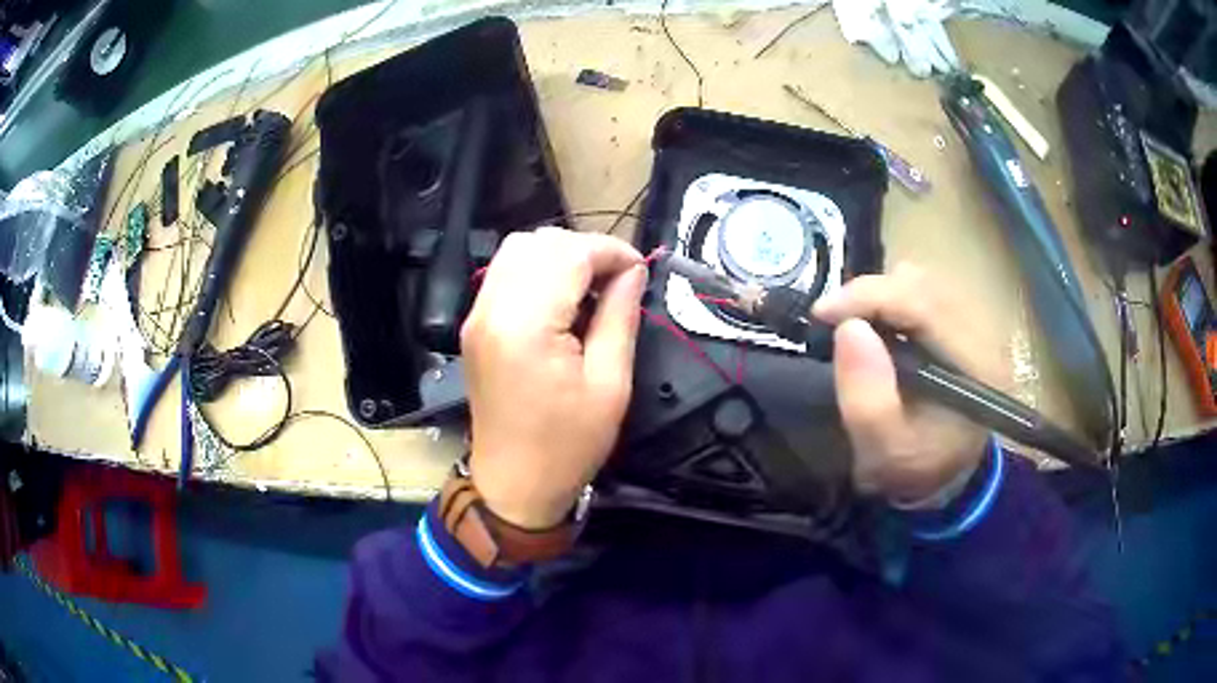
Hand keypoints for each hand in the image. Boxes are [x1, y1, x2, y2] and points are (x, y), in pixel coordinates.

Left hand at [461, 228, 645, 527]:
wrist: (514, 485)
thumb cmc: (567, 446)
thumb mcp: (610, 384)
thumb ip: (620, 316)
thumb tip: (633, 272)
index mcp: (526, 325)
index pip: (569, 253)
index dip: (611, 251)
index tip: (640, 271)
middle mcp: (493, 309)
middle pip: (540, 242)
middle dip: (586, 250)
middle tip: (618, 282)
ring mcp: (477, 315)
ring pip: (519, 249)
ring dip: (560, 257)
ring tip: (592, 289)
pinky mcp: (475, 325)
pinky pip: (506, 273)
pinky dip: (538, 271)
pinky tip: (562, 301)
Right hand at [812, 263, 1008, 505]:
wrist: (945, 476)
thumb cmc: (916, 468)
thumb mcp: (884, 450)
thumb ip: (867, 400)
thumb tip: (849, 329)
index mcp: (977, 366)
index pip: (926, 304)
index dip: (870, 297)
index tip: (823, 312)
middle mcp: (987, 333)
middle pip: (925, 284)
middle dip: (872, 294)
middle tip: (835, 320)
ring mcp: (980, 322)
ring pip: (924, 280)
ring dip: (882, 296)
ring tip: (857, 326)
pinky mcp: (967, 320)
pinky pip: (925, 289)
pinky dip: (894, 298)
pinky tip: (881, 326)